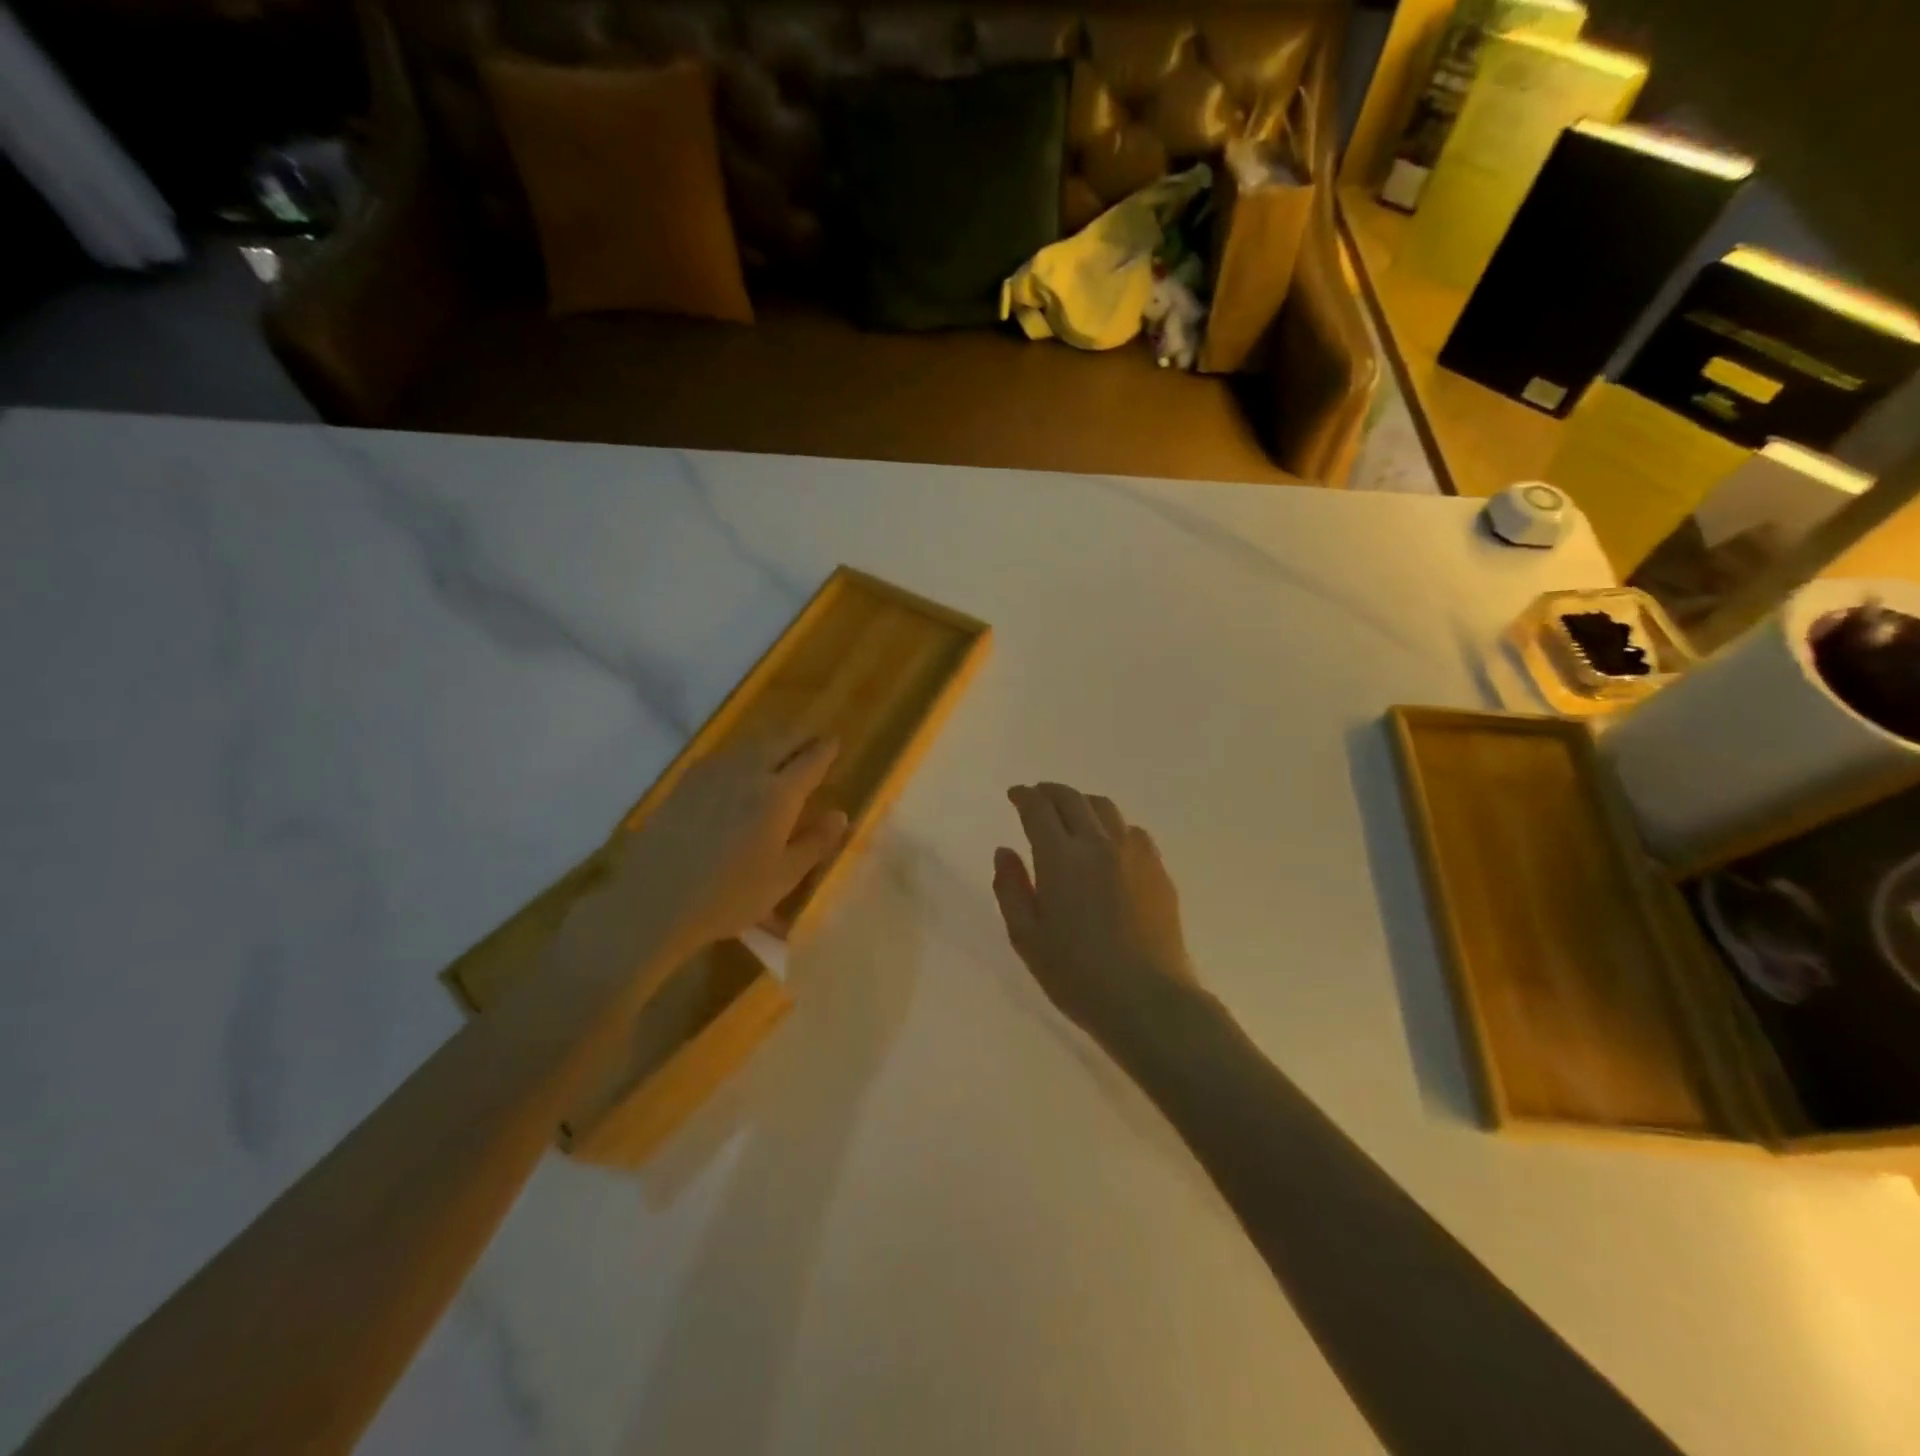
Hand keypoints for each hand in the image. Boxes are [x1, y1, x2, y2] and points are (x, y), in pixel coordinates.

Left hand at [577, 735, 848, 966]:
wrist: (654, 900)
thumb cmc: (729, 896)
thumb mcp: (783, 877)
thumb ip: (815, 843)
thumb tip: (840, 814)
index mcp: (779, 795)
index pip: (810, 761)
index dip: (825, 750)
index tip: (835, 742)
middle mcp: (748, 773)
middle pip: (780, 741)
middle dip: (800, 736)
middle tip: (812, 739)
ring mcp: (713, 774)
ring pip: (750, 743)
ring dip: (772, 739)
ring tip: (781, 745)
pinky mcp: (686, 782)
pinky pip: (724, 754)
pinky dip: (743, 751)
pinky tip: (739, 763)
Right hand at [992, 783, 1197, 1042]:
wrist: (1148, 999)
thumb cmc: (1077, 975)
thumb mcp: (1027, 938)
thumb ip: (1010, 889)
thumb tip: (1004, 852)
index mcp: (1060, 858)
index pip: (1038, 809)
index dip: (1024, 796)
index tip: (1015, 795)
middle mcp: (1098, 844)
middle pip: (1072, 798)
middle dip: (1050, 791)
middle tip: (1038, 796)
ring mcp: (1133, 853)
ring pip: (1105, 808)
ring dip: (1082, 802)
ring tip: (1072, 813)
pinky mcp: (1158, 869)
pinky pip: (1132, 830)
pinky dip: (1112, 825)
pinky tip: (1109, 843)